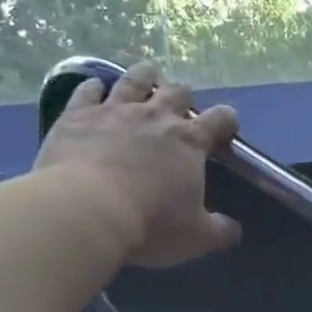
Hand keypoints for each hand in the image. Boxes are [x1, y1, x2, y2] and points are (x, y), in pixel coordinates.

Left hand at [35, 62, 242, 268]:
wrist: (86, 211)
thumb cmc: (149, 224)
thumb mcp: (195, 238)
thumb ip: (219, 231)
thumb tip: (233, 230)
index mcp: (189, 141)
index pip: (220, 119)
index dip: (226, 120)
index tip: (226, 127)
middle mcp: (156, 116)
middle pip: (177, 91)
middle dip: (182, 95)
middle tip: (179, 103)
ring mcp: (115, 110)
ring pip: (135, 80)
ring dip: (144, 75)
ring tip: (147, 74)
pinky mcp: (78, 115)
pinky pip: (87, 91)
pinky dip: (93, 87)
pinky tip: (94, 87)